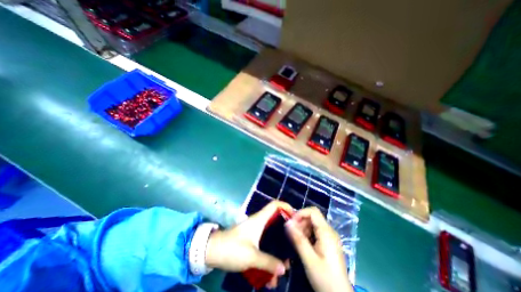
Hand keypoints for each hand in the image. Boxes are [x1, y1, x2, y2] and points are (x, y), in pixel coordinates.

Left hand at [204, 202, 292, 286]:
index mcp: (260, 220)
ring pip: (271, 237)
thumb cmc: (232, 248)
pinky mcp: (251, 240)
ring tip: (282, 269)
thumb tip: (284, 269)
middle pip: (276, 222)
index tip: (295, 216)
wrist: (212, 251)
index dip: (285, 206)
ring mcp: (255, 232)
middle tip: (293, 246)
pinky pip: (264, 246)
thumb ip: (268, 263)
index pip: (275, 205)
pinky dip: (268, 257)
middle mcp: (259, 223)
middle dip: (285, 234)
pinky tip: (269, 276)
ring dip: (277, 250)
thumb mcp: (251, 256)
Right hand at [285, 207, 353, 291]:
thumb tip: (287, 222)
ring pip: (313, 224)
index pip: (313, 212)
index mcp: (326, 232)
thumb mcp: (309, 259)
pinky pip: (315, 232)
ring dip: (303, 228)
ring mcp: (329, 237)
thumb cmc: (325, 278)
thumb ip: (298, 239)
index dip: (301, 213)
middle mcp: (329, 231)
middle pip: (312, 217)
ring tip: (296, 240)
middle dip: (300, 222)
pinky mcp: (328, 243)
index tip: (291, 222)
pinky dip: (307, 234)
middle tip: (292, 234)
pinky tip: (303, 244)